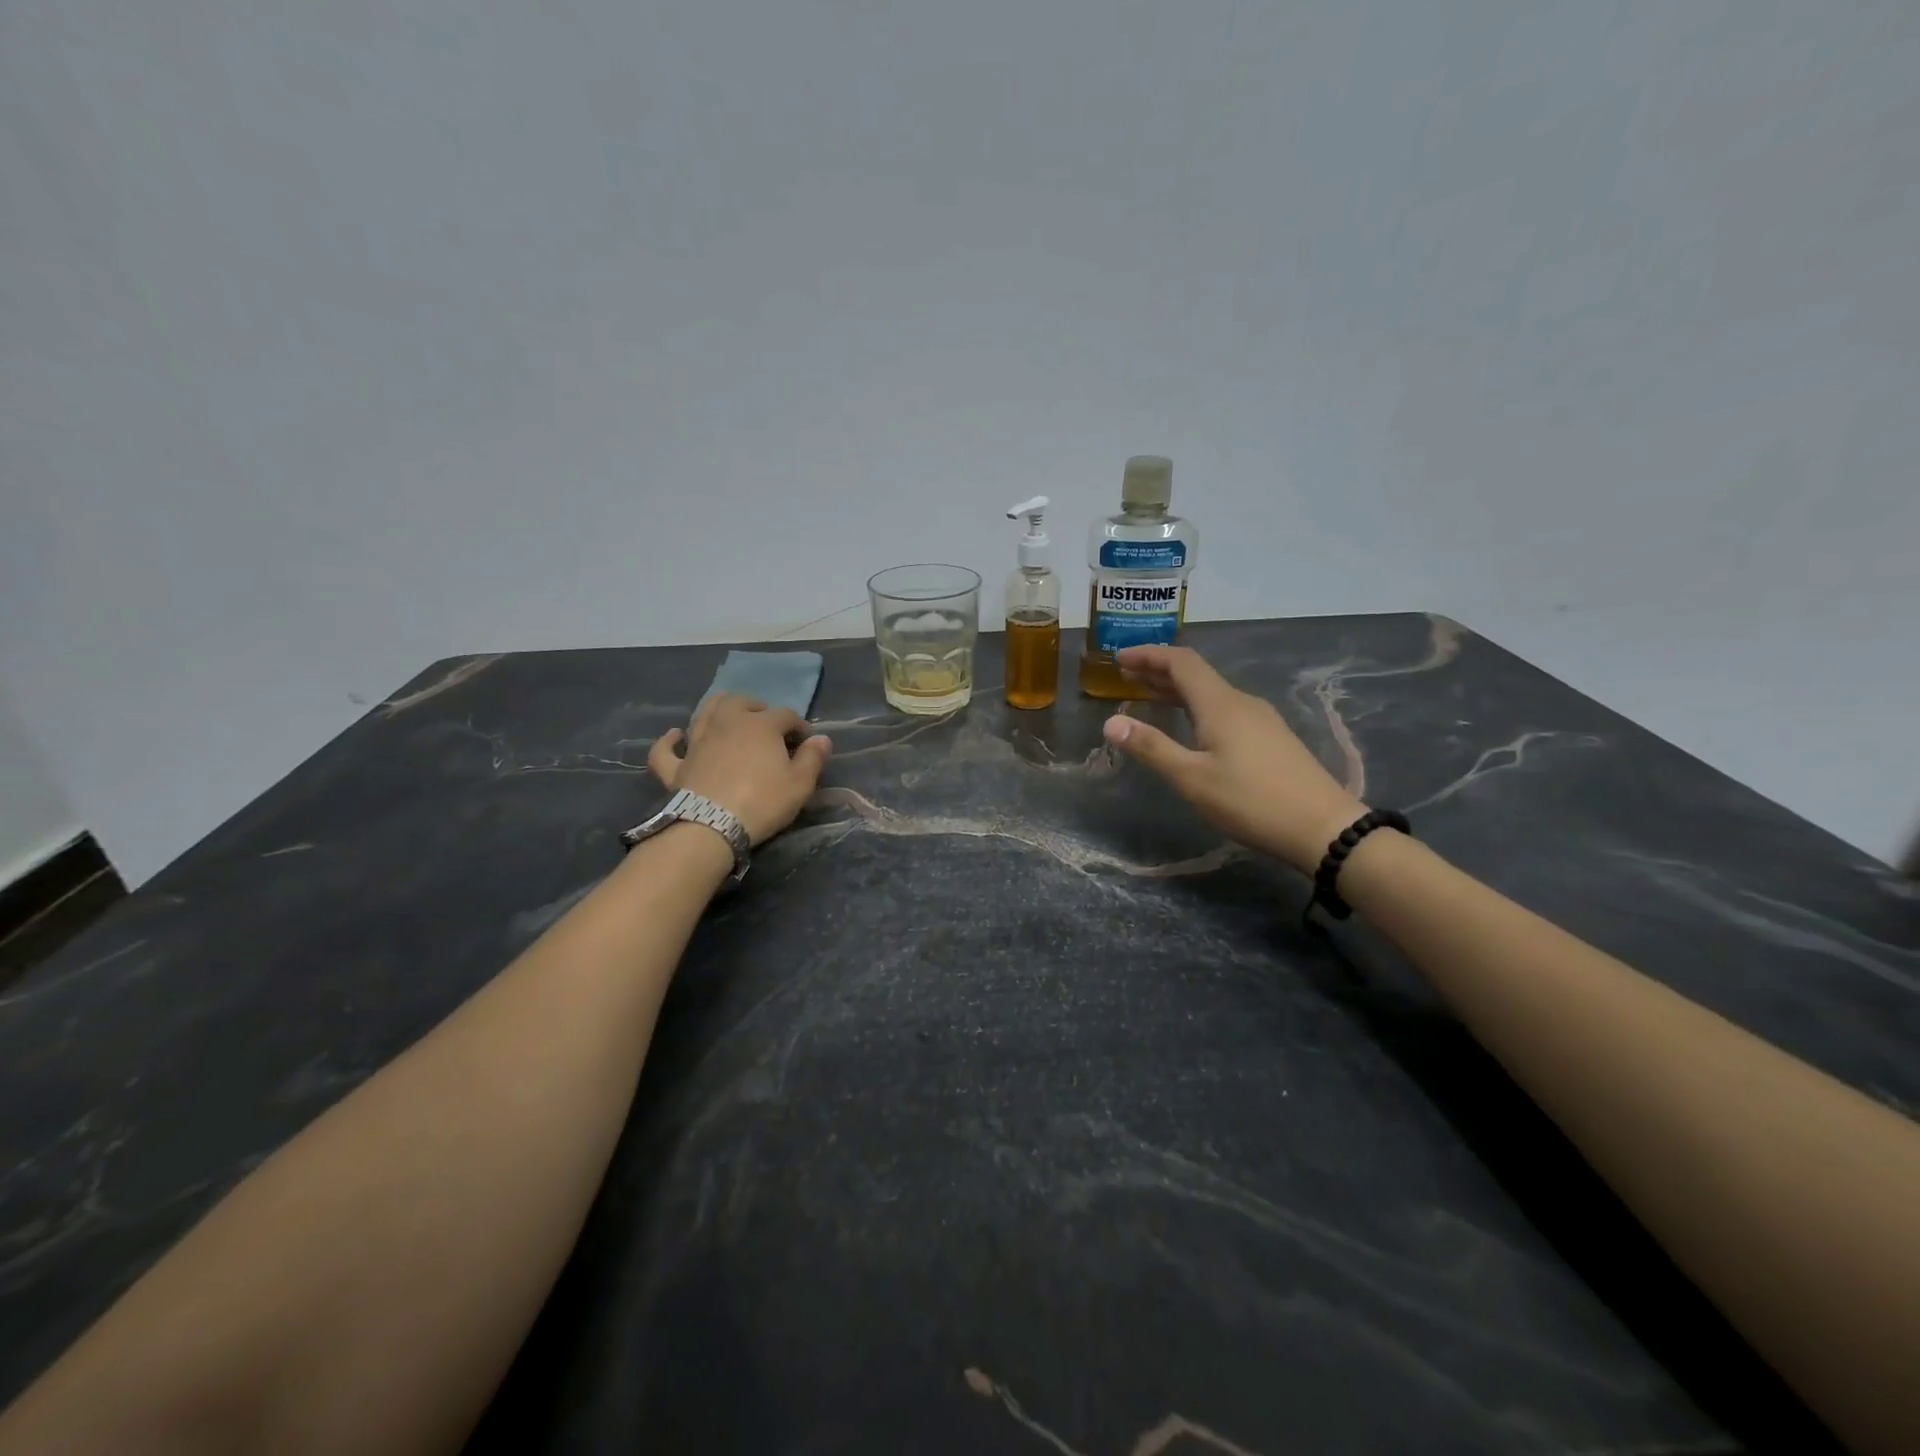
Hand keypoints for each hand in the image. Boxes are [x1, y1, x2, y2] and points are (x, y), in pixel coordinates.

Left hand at [647, 694, 832, 845]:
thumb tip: (821, 738)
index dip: (799, 725)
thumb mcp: (800, 784)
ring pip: (704, 713)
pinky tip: (675, 735)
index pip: (785, 715)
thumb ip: (813, 758)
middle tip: (767, 721)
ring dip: (717, 708)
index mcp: (760, 725)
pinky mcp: (677, 765)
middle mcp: (727, 724)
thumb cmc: (762, 802)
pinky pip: (666, 749)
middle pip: (741, 702)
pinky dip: (670, 740)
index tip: (807, 741)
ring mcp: (697, 742)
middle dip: (757, 707)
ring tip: (726, 712)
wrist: (711, 826)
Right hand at [1102, 646, 1363, 873]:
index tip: (1118, 658)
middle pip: (1196, 674)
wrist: (1323, 827)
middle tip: (1125, 676)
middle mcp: (1240, 702)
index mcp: (1220, 704)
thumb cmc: (1251, 801)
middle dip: (1158, 671)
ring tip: (1147, 697)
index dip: (1148, 655)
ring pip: (1210, 692)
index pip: (1180, 662)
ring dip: (1176, 690)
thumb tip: (1111, 722)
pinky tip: (1189, 726)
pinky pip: (1224, 709)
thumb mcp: (1192, 778)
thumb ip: (1152, 747)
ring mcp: (1260, 719)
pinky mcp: (1270, 737)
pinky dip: (1196, 707)